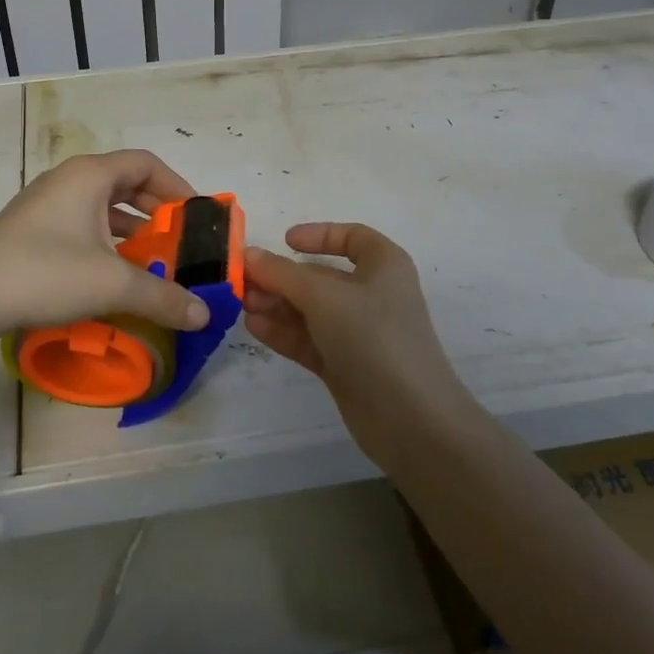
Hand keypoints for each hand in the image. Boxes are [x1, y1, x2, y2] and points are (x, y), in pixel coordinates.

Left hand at [0, 150, 209, 349]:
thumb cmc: (46, 273)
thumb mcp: (112, 284)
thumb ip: (163, 296)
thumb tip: (204, 316)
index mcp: (90, 175)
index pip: (146, 164)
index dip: (177, 186)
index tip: (196, 218)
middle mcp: (69, 180)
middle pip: (125, 183)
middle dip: (156, 211)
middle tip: (178, 242)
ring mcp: (46, 203)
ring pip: (102, 206)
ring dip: (131, 230)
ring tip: (152, 261)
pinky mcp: (32, 229)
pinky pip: (82, 224)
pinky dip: (106, 241)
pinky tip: (112, 274)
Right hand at [244, 223, 471, 458]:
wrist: (409, 418)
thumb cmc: (373, 337)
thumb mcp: (322, 296)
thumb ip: (282, 273)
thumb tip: (249, 254)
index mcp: (383, 266)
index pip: (352, 238)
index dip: (319, 234)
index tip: (285, 241)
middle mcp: (372, 294)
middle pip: (321, 276)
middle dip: (282, 277)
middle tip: (244, 282)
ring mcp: (358, 333)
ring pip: (310, 309)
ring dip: (277, 304)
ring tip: (244, 305)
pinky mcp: (345, 365)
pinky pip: (309, 339)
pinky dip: (283, 331)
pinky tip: (254, 327)